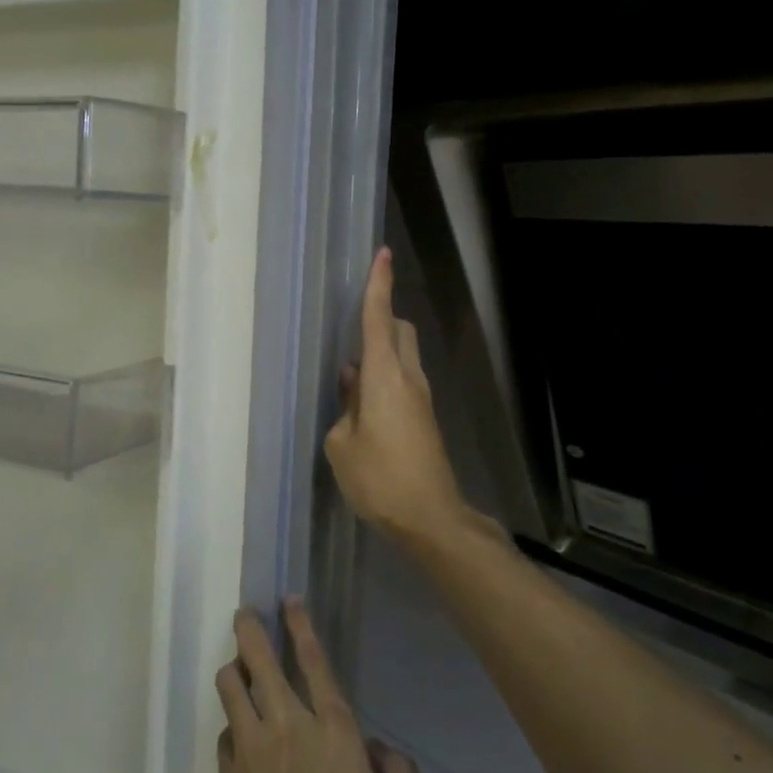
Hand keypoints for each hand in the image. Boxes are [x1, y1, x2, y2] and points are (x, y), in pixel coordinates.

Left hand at [203, 601, 426, 772]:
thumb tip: (381, 750)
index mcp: (335, 736)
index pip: (315, 664)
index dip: (301, 627)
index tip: (288, 599)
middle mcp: (288, 729)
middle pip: (260, 661)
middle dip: (250, 630)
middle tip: (245, 613)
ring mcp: (250, 752)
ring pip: (231, 687)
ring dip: (234, 670)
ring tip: (239, 666)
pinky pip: (224, 731)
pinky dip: (232, 723)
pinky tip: (239, 734)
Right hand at [325, 249, 498, 553]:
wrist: (431, 517)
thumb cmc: (379, 479)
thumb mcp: (342, 444)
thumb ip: (345, 406)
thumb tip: (352, 382)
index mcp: (384, 377)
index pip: (380, 320)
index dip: (380, 286)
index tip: (383, 255)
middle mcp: (408, 378)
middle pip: (399, 331)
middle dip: (382, 319)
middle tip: (353, 332)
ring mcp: (421, 398)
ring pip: (403, 356)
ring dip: (381, 353)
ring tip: (350, 381)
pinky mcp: (425, 417)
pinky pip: (403, 380)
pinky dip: (385, 378)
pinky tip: (363, 407)